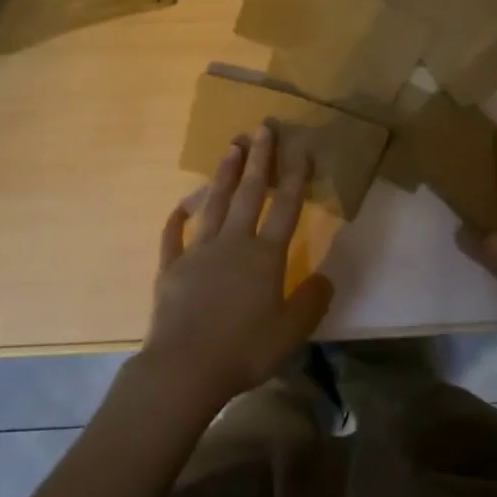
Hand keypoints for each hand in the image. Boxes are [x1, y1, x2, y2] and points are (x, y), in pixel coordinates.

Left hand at [139, 124, 332, 415]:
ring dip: (224, 173)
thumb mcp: (291, 333)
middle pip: (248, 193)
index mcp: (265, 256)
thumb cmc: (244, 351)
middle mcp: (233, 243)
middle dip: (259, 158)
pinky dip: (176, 218)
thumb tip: (326, 277)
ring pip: (213, 203)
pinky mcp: (171, 267)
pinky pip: (173, 235)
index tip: (301, 148)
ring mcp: (199, 251)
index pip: (285, 207)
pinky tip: (181, 205)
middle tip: (263, 127)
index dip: (296, 177)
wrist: (184, 369)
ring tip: (232, 146)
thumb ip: (312, 301)